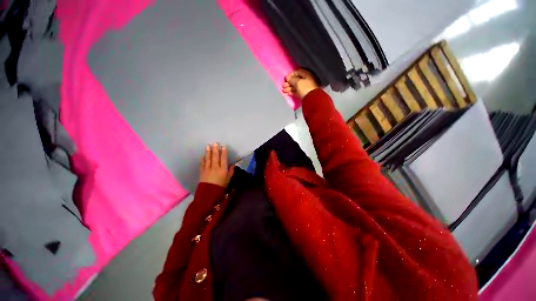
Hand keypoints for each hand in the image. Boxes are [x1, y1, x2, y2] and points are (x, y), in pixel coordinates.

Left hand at [200, 143, 233, 187]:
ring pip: (208, 158)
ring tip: (207, 146)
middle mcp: (215, 167)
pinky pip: (202, 163)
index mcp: (223, 169)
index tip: (223, 146)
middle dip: (215, 149)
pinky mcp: (202, 171)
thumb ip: (231, 171)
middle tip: (214, 143)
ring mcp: (208, 169)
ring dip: (208, 152)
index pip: (223, 159)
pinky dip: (203, 159)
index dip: (224, 152)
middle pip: (215, 157)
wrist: (209, 193)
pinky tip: (203, 155)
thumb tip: (233, 164)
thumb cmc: (221, 186)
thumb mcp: (228, 179)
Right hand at [282, 68, 319, 98]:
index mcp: (307, 74)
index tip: (286, 78)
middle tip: (284, 85)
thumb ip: (292, 79)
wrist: (311, 100)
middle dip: (289, 82)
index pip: (298, 72)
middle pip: (296, 80)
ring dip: (289, 88)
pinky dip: (292, 92)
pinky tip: (288, 93)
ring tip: (284, 90)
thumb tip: (288, 78)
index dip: (291, 74)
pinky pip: (297, 92)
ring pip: (296, 86)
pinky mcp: (304, 94)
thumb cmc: (306, 88)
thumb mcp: (297, 82)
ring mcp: (306, 87)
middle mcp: (307, 80)